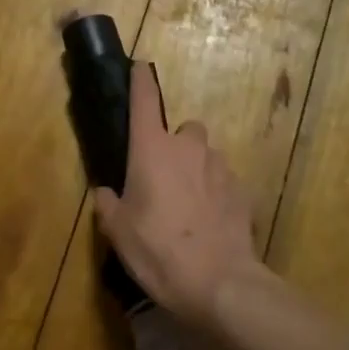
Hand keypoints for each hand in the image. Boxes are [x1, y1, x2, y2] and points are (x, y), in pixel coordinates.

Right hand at [95, 63, 264, 332]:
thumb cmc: (159, 251)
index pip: (144, 101)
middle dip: (174, 146)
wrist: (221, 284)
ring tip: (188, 206)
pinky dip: (215, 194)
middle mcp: (188, 148)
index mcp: (152, 150)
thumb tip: (105, 192)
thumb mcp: (119, 233)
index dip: (140, 80)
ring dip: (196, 170)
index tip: (139, 65)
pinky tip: (210, 223)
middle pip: (183, 130)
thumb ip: (108, 205)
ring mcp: (220, 167)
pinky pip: (223, 182)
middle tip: (163, 178)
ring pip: (205, 156)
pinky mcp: (243, 191)